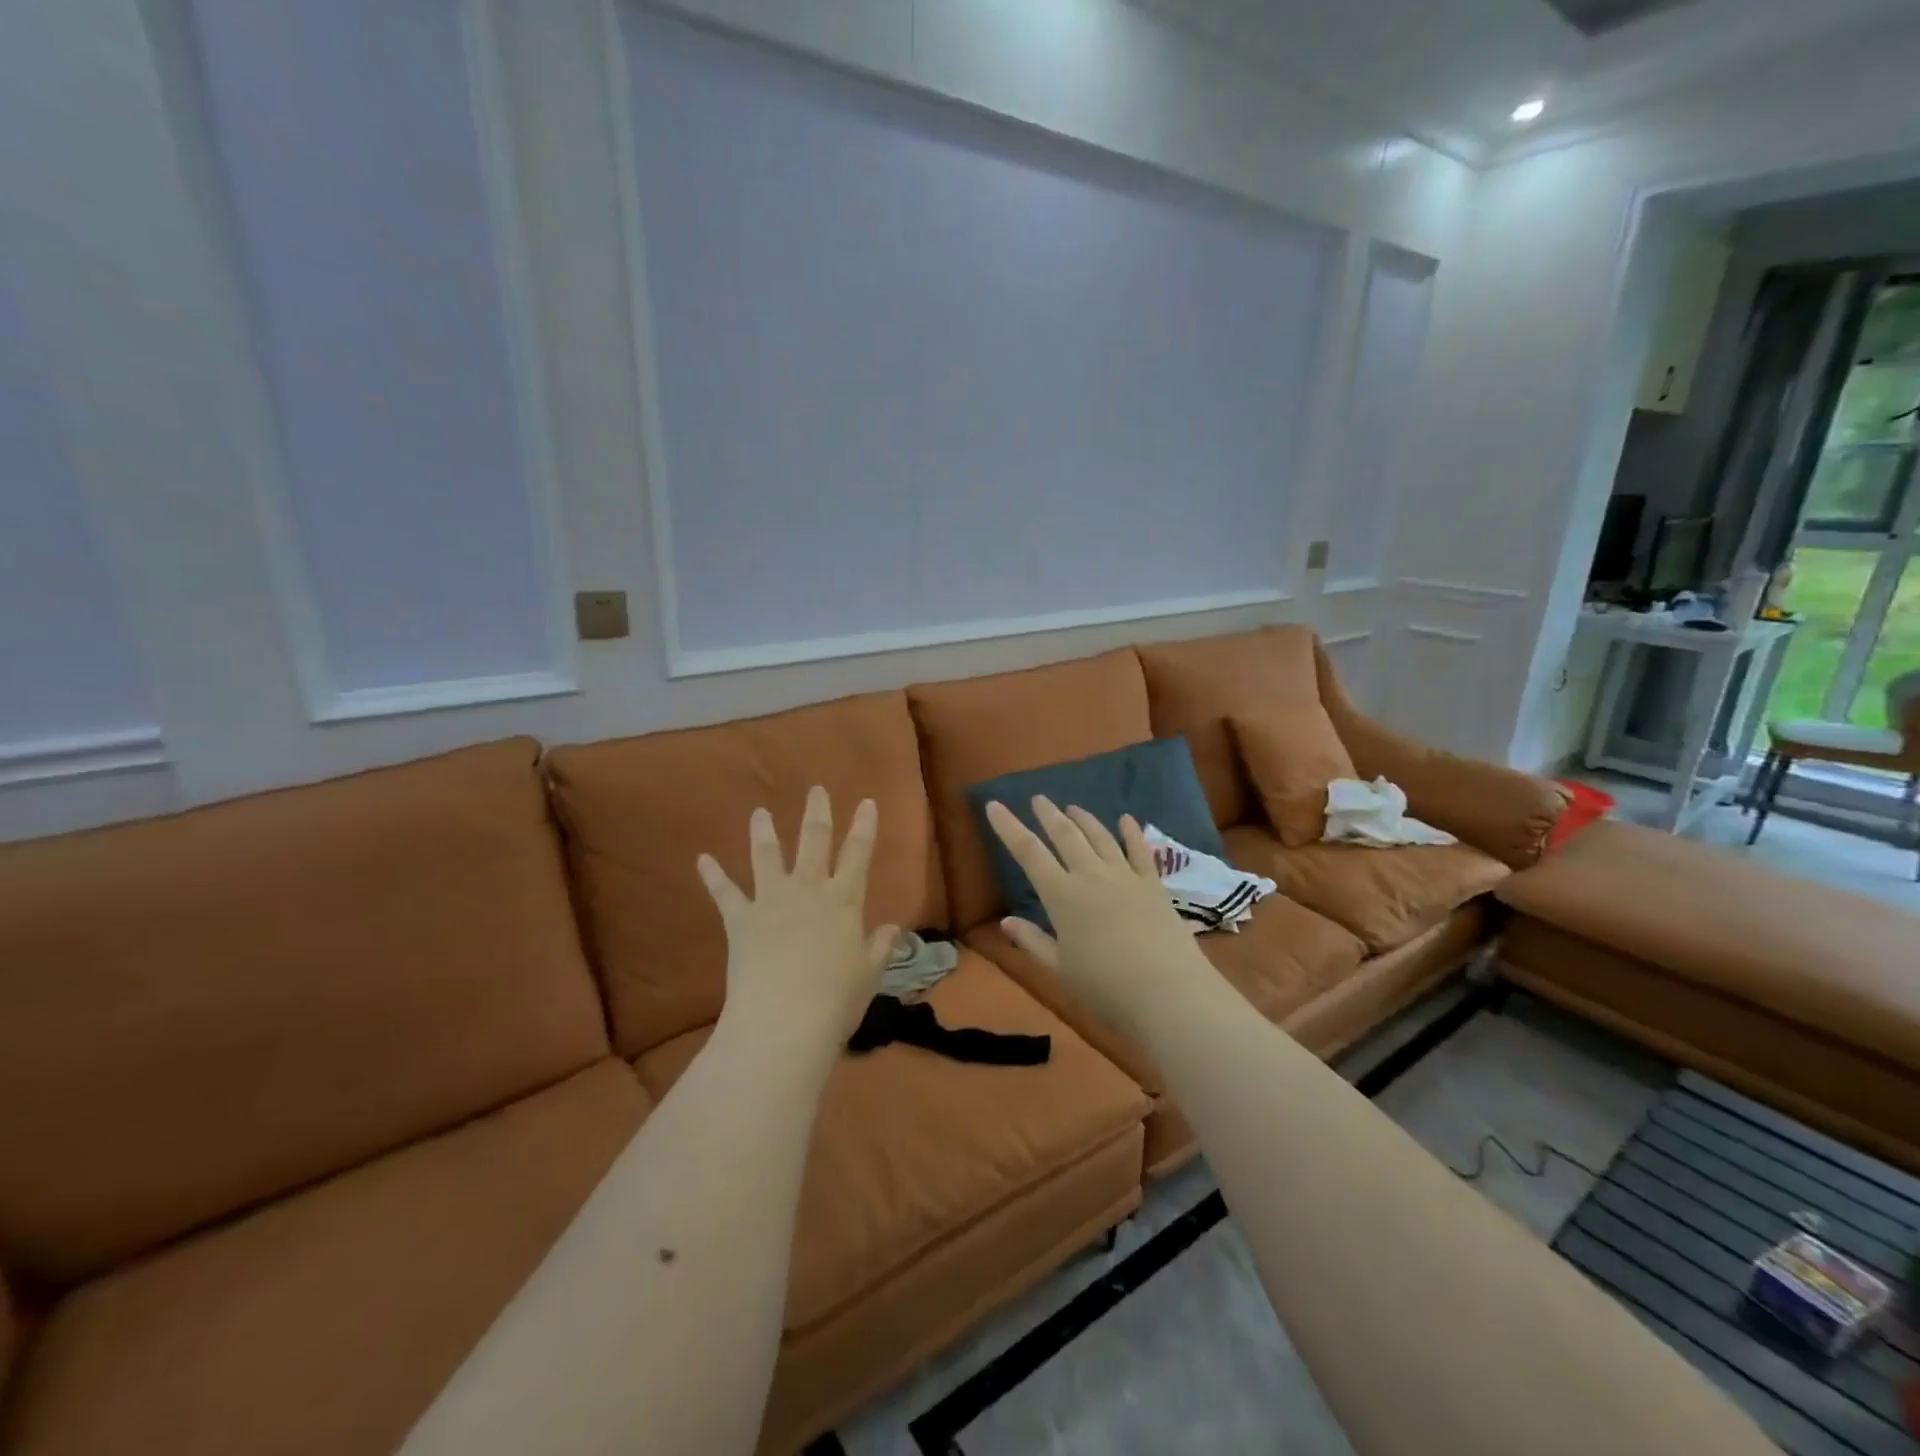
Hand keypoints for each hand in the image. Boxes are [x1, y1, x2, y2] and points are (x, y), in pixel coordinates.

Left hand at [697, 787, 897, 1048]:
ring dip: (763, 832)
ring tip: (758, 813)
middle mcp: (808, 890)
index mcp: (844, 901)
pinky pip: (725, 893)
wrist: (783, 1021)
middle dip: (816, 813)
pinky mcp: (740, 921)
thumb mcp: (869, 974)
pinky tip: (702, 859)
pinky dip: (713, 876)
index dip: (864, 826)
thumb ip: (880, 947)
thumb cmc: (836, 1000)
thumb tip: (892, 928)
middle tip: (816, 790)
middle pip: (813, 842)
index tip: (866, 802)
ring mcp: (771, 902)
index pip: (859, 854)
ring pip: (767, 857)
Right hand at [984, 797, 1211, 1041]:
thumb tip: (1005, 921)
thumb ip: (1032, 941)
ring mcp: (1125, 876)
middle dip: (1048, 814)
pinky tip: (1126, 819)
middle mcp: (1090, 875)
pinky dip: (1131, 832)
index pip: (1028, 852)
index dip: (1008, 827)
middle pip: (1065, 835)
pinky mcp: (1153, 884)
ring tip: (1073, 807)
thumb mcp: (1059, 968)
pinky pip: (1140, 850)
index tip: (994, 805)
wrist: (1167, 992)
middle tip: (1038, 799)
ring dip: (1084, 819)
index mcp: (1061, 895)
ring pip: (1100, 837)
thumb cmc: (1105, 987)